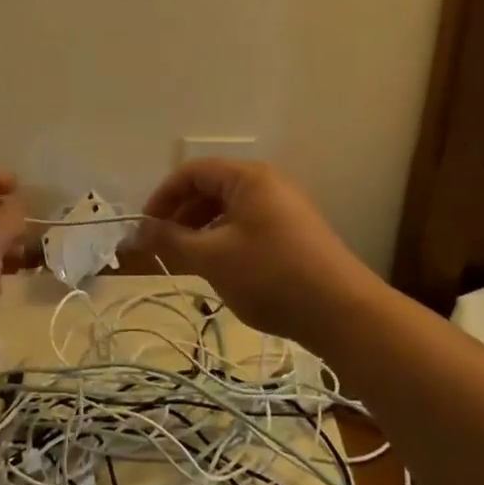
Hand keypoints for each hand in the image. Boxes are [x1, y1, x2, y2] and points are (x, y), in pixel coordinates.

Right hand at [136, 160, 371, 345]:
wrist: (342, 312)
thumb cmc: (270, 275)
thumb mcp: (212, 258)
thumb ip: (172, 240)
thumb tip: (140, 231)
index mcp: (247, 178)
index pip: (192, 172)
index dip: (163, 196)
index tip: (146, 227)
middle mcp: (267, 184)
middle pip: (211, 188)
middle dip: (181, 214)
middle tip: (162, 245)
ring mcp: (285, 208)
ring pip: (230, 210)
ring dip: (201, 229)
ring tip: (186, 259)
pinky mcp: (295, 233)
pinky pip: (248, 225)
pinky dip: (225, 239)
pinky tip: (219, 268)